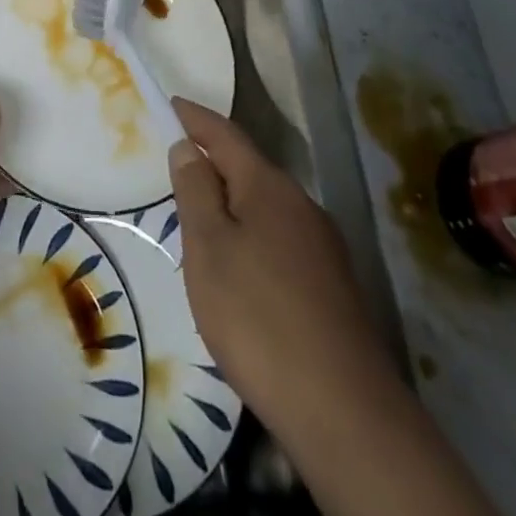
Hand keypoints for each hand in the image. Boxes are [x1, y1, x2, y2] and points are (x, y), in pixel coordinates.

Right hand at [167, 98, 380, 436]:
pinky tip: (241, 274)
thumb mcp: (209, 248)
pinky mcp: (333, 285)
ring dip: (233, 206)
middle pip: (249, 170)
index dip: (195, 118)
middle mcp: (301, 204)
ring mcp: (323, 246)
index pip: (225, 135)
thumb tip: (188, 147)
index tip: (170, 104)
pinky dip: (253, 238)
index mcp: (269, 186)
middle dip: (213, 165)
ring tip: (200, 227)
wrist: (344, 411)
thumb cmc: (258, 317)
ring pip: (266, 208)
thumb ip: (195, 191)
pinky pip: (281, 241)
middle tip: (176, 173)